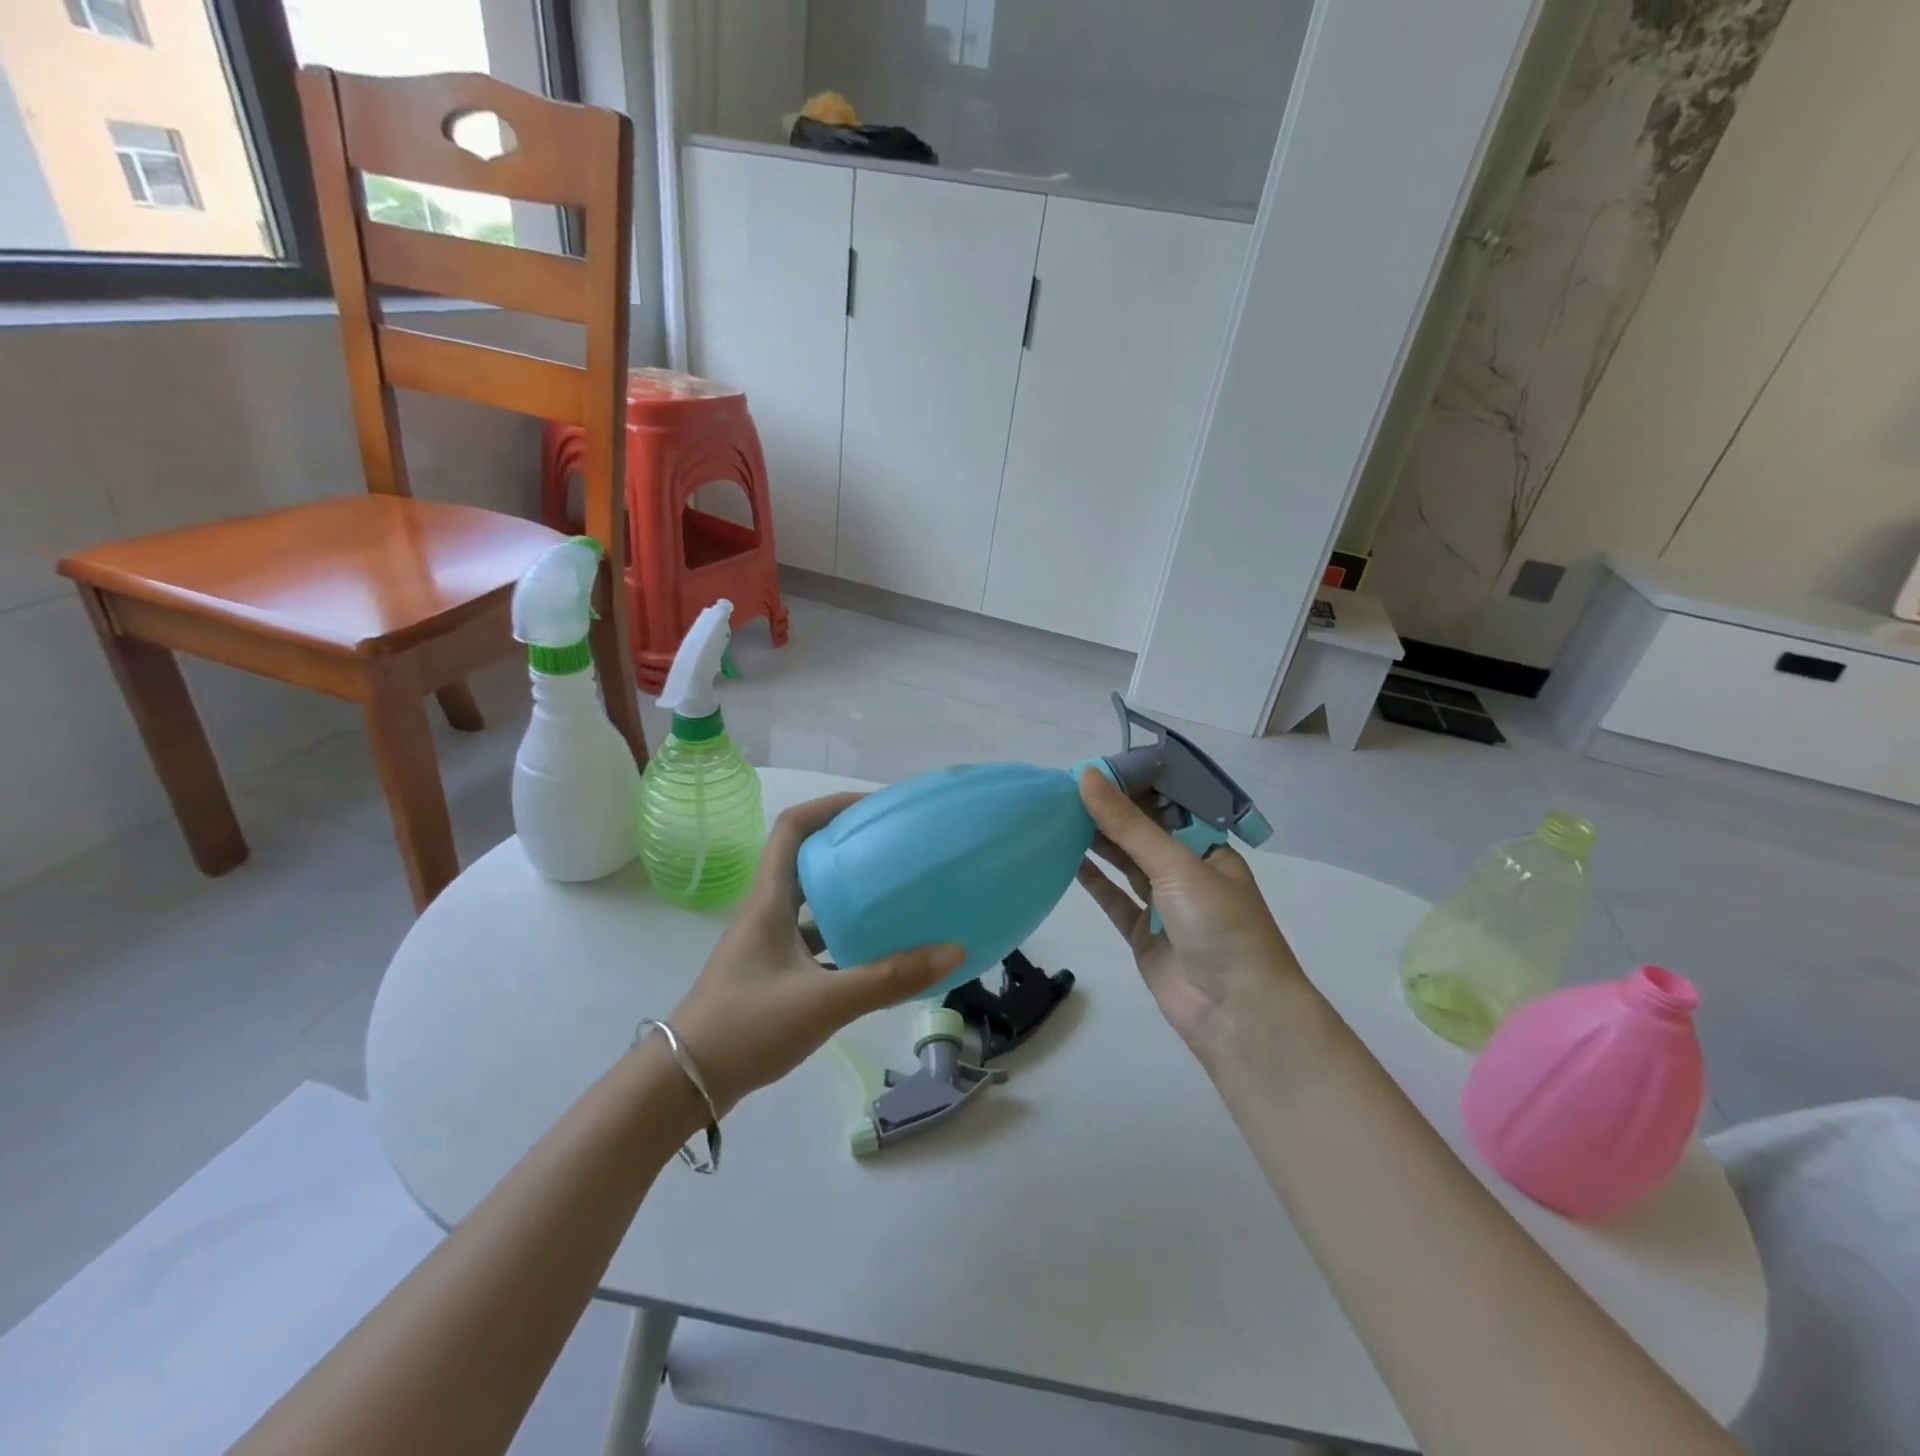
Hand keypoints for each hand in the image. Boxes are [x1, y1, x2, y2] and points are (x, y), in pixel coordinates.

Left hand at [667, 794, 964, 1115]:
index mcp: (770, 901)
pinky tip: (876, 953)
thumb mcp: (824, 1001)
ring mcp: (768, 944)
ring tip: (894, 893)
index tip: (874, 807)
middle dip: (848, 845)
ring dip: (847, 892)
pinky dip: (844, 937)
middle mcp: (767, 912)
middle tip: (894, 848)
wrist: (683, 1084)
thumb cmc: (747, 1028)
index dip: (830, 806)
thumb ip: (889, 978)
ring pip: (811, 902)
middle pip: (806, 859)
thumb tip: (953, 951)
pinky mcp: (772, 973)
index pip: (792, 828)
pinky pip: (814, 939)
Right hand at [1074, 769, 1320, 1072]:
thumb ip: (1128, 824)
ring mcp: (1164, 905)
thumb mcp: (1176, 866)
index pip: (1165, 807)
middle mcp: (1187, 873)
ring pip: (1126, 864)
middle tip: (1064, 787)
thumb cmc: (1220, 926)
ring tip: (1059, 814)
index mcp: (1208, 850)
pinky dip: (1093, 880)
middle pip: (1142, 835)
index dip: (1131, 787)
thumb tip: (1087, 775)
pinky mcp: (1143, 934)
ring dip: (1098, 841)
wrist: (1237, 1013)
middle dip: (1109, 813)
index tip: (1092, 768)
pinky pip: (1114, 899)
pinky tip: (1068, 857)